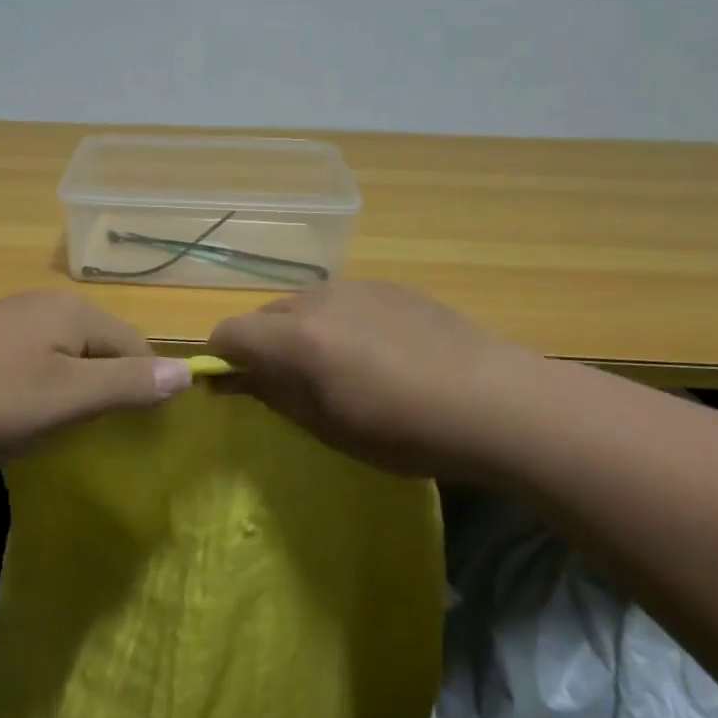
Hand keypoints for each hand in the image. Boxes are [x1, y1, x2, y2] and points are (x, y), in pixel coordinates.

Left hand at [0, 292, 191, 465]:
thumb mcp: (67, 399)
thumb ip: (128, 385)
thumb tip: (187, 372)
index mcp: (74, 313)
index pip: (136, 344)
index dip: (146, 386)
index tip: (136, 431)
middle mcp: (43, 305)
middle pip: (100, 346)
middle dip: (107, 388)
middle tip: (95, 434)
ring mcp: (6, 319)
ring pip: (63, 355)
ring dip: (71, 390)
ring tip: (56, 429)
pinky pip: (28, 361)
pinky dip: (36, 388)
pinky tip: (13, 414)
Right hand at [206, 281, 534, 476]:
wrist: (495, 402)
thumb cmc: (404, 430)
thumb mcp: (328, 426)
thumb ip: (274, 394)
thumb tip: (236, 379)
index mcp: (295, 337)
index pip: (228, 333)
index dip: (222, 360)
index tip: (236, 387)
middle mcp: (317, 300)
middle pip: (264, 315)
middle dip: (263, 346)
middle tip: (291, 385)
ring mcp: (357, 287)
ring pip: (303, 305)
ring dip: (300, 333)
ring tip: (339, 369)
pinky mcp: (391, 286)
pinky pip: (342, 301)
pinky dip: (338, 322)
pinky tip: (378, 353)